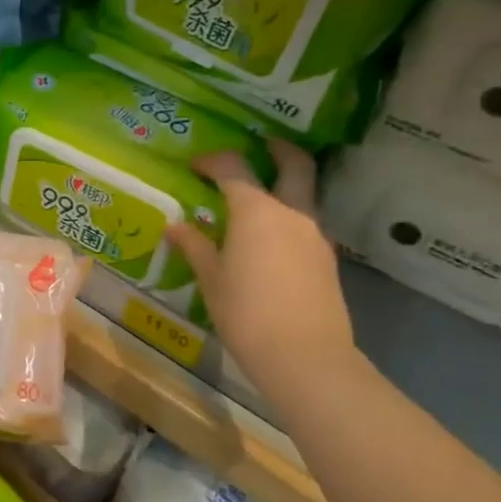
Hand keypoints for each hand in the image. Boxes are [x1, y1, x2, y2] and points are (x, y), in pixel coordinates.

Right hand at [164, 141, 357, 400]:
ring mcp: (315, 236)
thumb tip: (175, 226)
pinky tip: (269, 242)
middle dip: (278, 150)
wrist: (305, 356)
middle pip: (295, 166)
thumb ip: (194, 247)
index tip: (196, 165)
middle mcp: (291, 213)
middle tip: (262, 145)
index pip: (234, 169)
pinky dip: (287, 219)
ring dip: (284, 187)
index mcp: (257, 212)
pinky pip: (304, 226)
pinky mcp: (326, 260)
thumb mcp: (211, 280)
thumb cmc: (246, 313)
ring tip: (256, 201)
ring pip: (303, 197)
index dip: (213, 161)